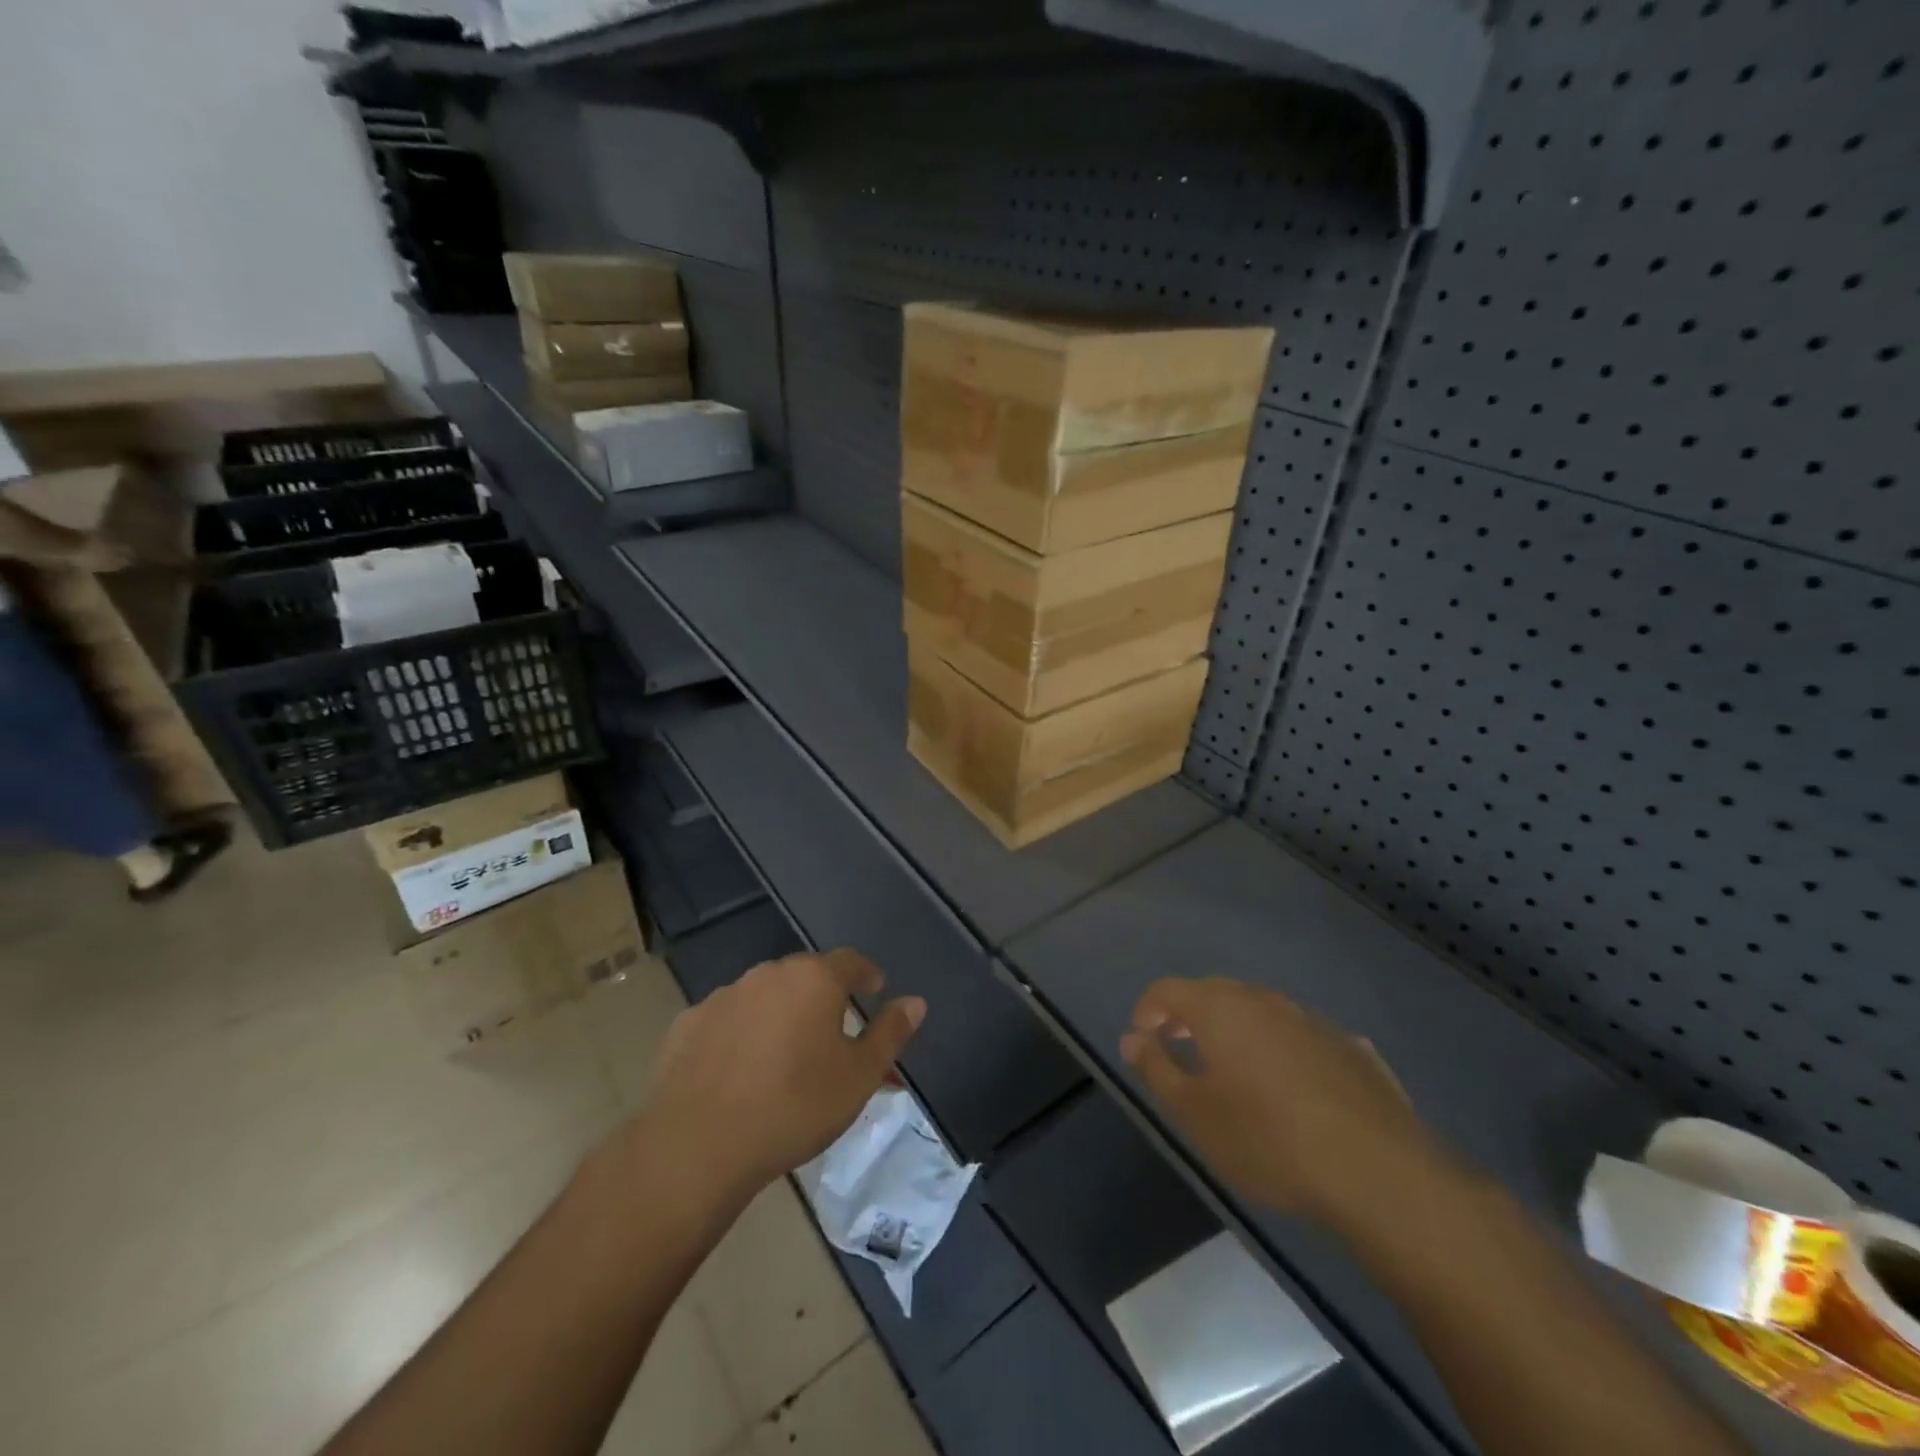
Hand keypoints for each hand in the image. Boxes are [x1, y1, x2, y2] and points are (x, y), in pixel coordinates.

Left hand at [641, 949, 924, 1207]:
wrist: (699, 1144)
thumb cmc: (795, 1106)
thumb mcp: (859, 1077)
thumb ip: (890, 1033)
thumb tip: (916, 1001)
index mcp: (815, 979)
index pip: (851, 961)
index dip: (866, 974)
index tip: (874, 990)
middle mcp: (769, 974)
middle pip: (805, 975)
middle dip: (823, 996)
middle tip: (832, 1031)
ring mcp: (725, 995)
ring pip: (764, 995)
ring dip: (780, 1013)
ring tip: (784, 1055)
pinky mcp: (689, 1023)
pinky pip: (727, 1019)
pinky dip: (740, 1034)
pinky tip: (739, 1070)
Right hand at [1120, 977, 1447, 1224]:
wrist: (1378, 1172)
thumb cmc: (1267, 1140)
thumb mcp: (1195, 1113)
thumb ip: (1156, 1068)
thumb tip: (1133, 1037)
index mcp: (1220, 1009)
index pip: (1168, 989)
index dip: (1148, 1008)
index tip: (1142, 1036)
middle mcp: (1264, 1000)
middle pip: (1214, 993)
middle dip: (1190, 1014)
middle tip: (1180, 1047)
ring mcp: (1312, 1021)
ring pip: (1261, 1011)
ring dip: (1238, 1029)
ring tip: (1234, 1068)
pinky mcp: (1352, 1048)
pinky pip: (1301, 1036)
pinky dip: (1282, 1048)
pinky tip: (1291, 1084)